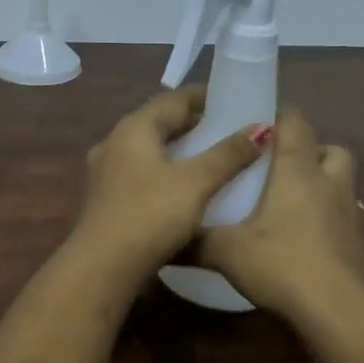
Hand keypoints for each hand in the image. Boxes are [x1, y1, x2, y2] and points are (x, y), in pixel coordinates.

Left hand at [68, 87, 270, 283]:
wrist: (102, 266)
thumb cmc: (150, 215)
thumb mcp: (195, 182)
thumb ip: (228, 155)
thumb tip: (261, 128)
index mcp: (134, 128)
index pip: (173, 99)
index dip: (204, 96)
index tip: (232, 97)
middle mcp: (114, 141)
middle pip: (158, 122)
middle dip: (192, 122)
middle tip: (228, 127)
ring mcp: (105, 171)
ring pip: (148, 149)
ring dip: (177, 148)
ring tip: (210, 155)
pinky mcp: (105, 198)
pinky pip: (140, 172)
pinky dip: (164, 170)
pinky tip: (182, 186)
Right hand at [200, 108, 363, 314]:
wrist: (343, 315)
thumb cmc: (283, 266)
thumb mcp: (227, 253)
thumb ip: (195, 241)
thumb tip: (166, 239)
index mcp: (299, 173)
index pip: (296, 124)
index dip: (281, 116)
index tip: (262, 123)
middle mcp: (333, 186)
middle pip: (333, 151)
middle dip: (313, 153)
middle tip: (285, 171)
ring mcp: (358, 218)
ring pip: (347, 188)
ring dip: (328, 191)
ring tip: (300, 214)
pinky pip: (356, 228)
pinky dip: (339, 231)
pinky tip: (320, 254)